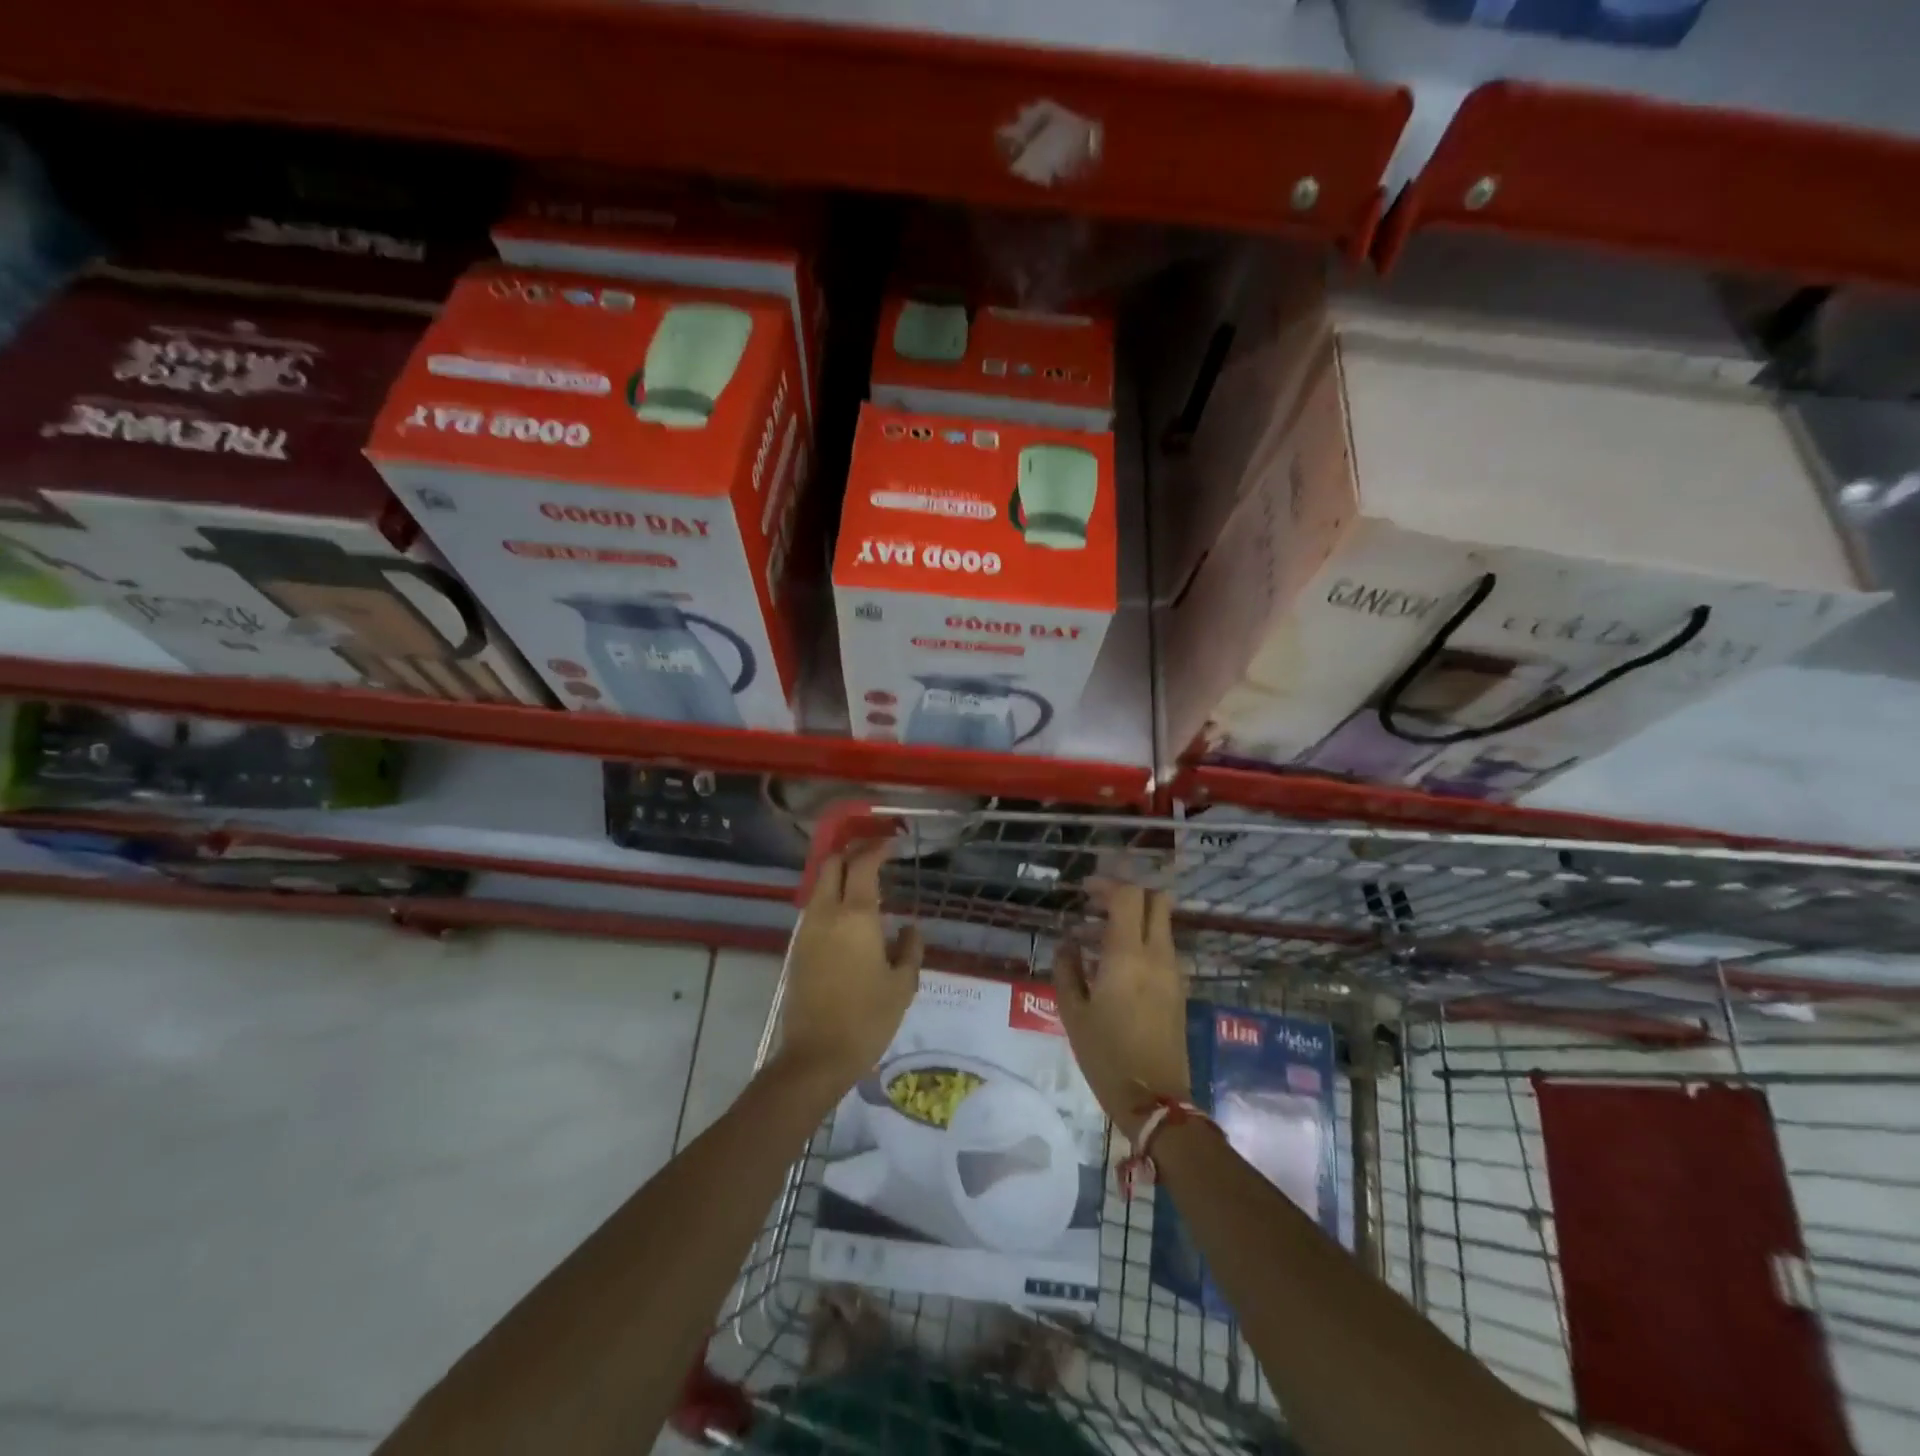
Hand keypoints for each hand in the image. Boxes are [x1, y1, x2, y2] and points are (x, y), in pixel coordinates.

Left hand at [775, 839, 923, 1099]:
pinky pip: (815, 908)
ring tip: (865, 881)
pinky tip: (849, 914)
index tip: (893, 842)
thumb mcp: (903, 985)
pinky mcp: (798, 948)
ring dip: (840, 874)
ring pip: (820, 884)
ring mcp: (807, 930)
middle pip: (833, 864)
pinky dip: (832, 896)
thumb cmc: (867, 1019)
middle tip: (876, 853)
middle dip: (852, 852)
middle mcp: (827, 914)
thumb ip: (910, 949)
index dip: (877, 848)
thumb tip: (909, 928)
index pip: (863, 865)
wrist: (816, 1056)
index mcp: (856, 916)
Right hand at [1053, 883, 1190, 1139]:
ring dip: (1131, 920)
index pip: (1128, 896)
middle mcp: (1157, 956)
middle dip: (1126, 894)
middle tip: (1095, 906)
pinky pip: (1161, 948)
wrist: (1156, 1102)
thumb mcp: (1073, 1013)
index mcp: (1128, 956)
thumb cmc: (1106, 1056)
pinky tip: (1112, 967)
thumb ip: (1066, 969)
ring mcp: (1173, 972)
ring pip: (1159, 924)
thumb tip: (1067, 943)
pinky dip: (1140, 942)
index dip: (1106, 885)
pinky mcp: (1178, 989)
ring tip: (1092, 942)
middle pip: (1156, 900)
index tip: (1083, 892)